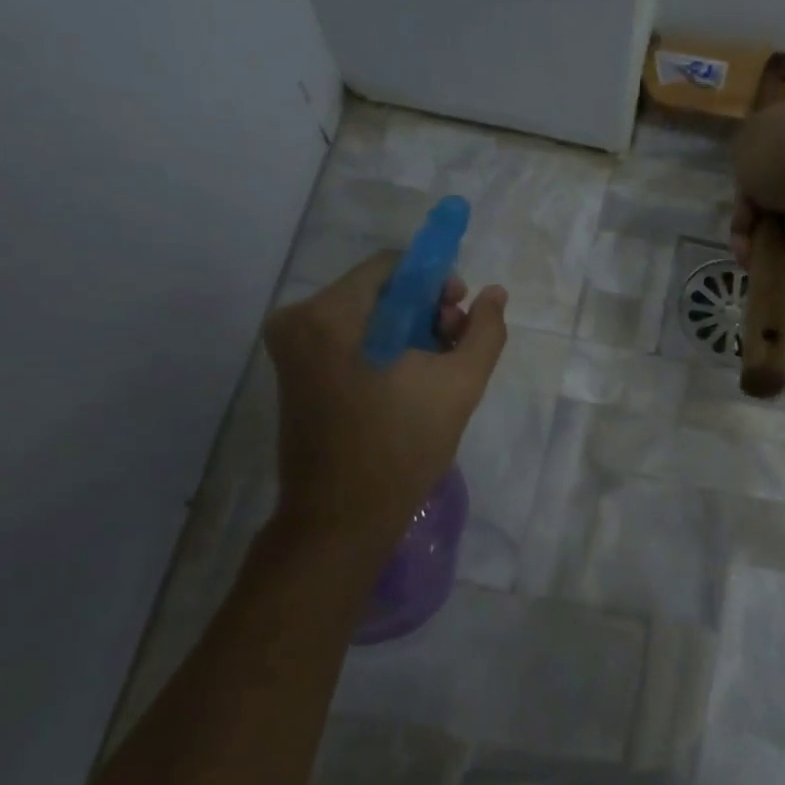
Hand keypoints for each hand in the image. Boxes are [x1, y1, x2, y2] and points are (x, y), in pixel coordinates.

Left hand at [263, 252, 507, 542]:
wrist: (343, 517)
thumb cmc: (403, 448)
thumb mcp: (460, 385)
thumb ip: (484, 331)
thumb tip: (495, 293)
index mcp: (331, 315)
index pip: (392, 266)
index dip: (435, 282)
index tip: (460, 315)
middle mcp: (299, 320)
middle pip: (376, 290)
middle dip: (423, 310)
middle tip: (453, 346)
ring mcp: (290, 348)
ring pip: (363, 316)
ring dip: (405, 332)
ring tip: (435, 370)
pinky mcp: (293, 373)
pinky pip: (346, 340)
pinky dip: (381, 350)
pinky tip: (407, 382)